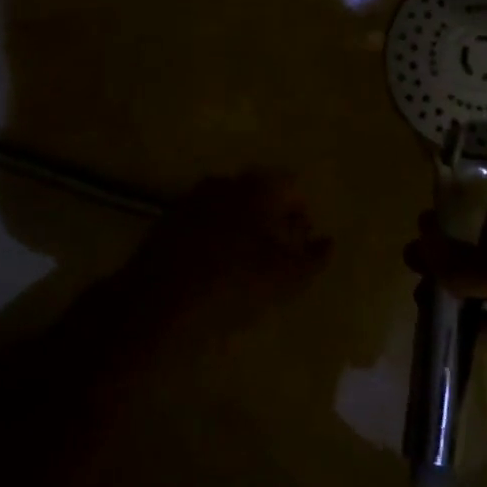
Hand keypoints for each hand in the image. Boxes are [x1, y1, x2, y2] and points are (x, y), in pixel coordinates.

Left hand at [119, 170, 331, 347]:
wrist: (158, 303)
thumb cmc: (233, 284)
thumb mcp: (285, 279)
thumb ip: (313, 258)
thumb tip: (327, 243)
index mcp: (256, 188)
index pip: (290, 186)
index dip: (301, 211)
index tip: (303, 240)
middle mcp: (224, 183)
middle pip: (258, 194)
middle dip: (272, 219)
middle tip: (279, 253)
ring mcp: (192, 199)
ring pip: (229, 208)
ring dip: (243, 229)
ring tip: (248, 265)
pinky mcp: (168, 221)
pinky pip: (204, 223)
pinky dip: (216, 239)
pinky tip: (216, 270)